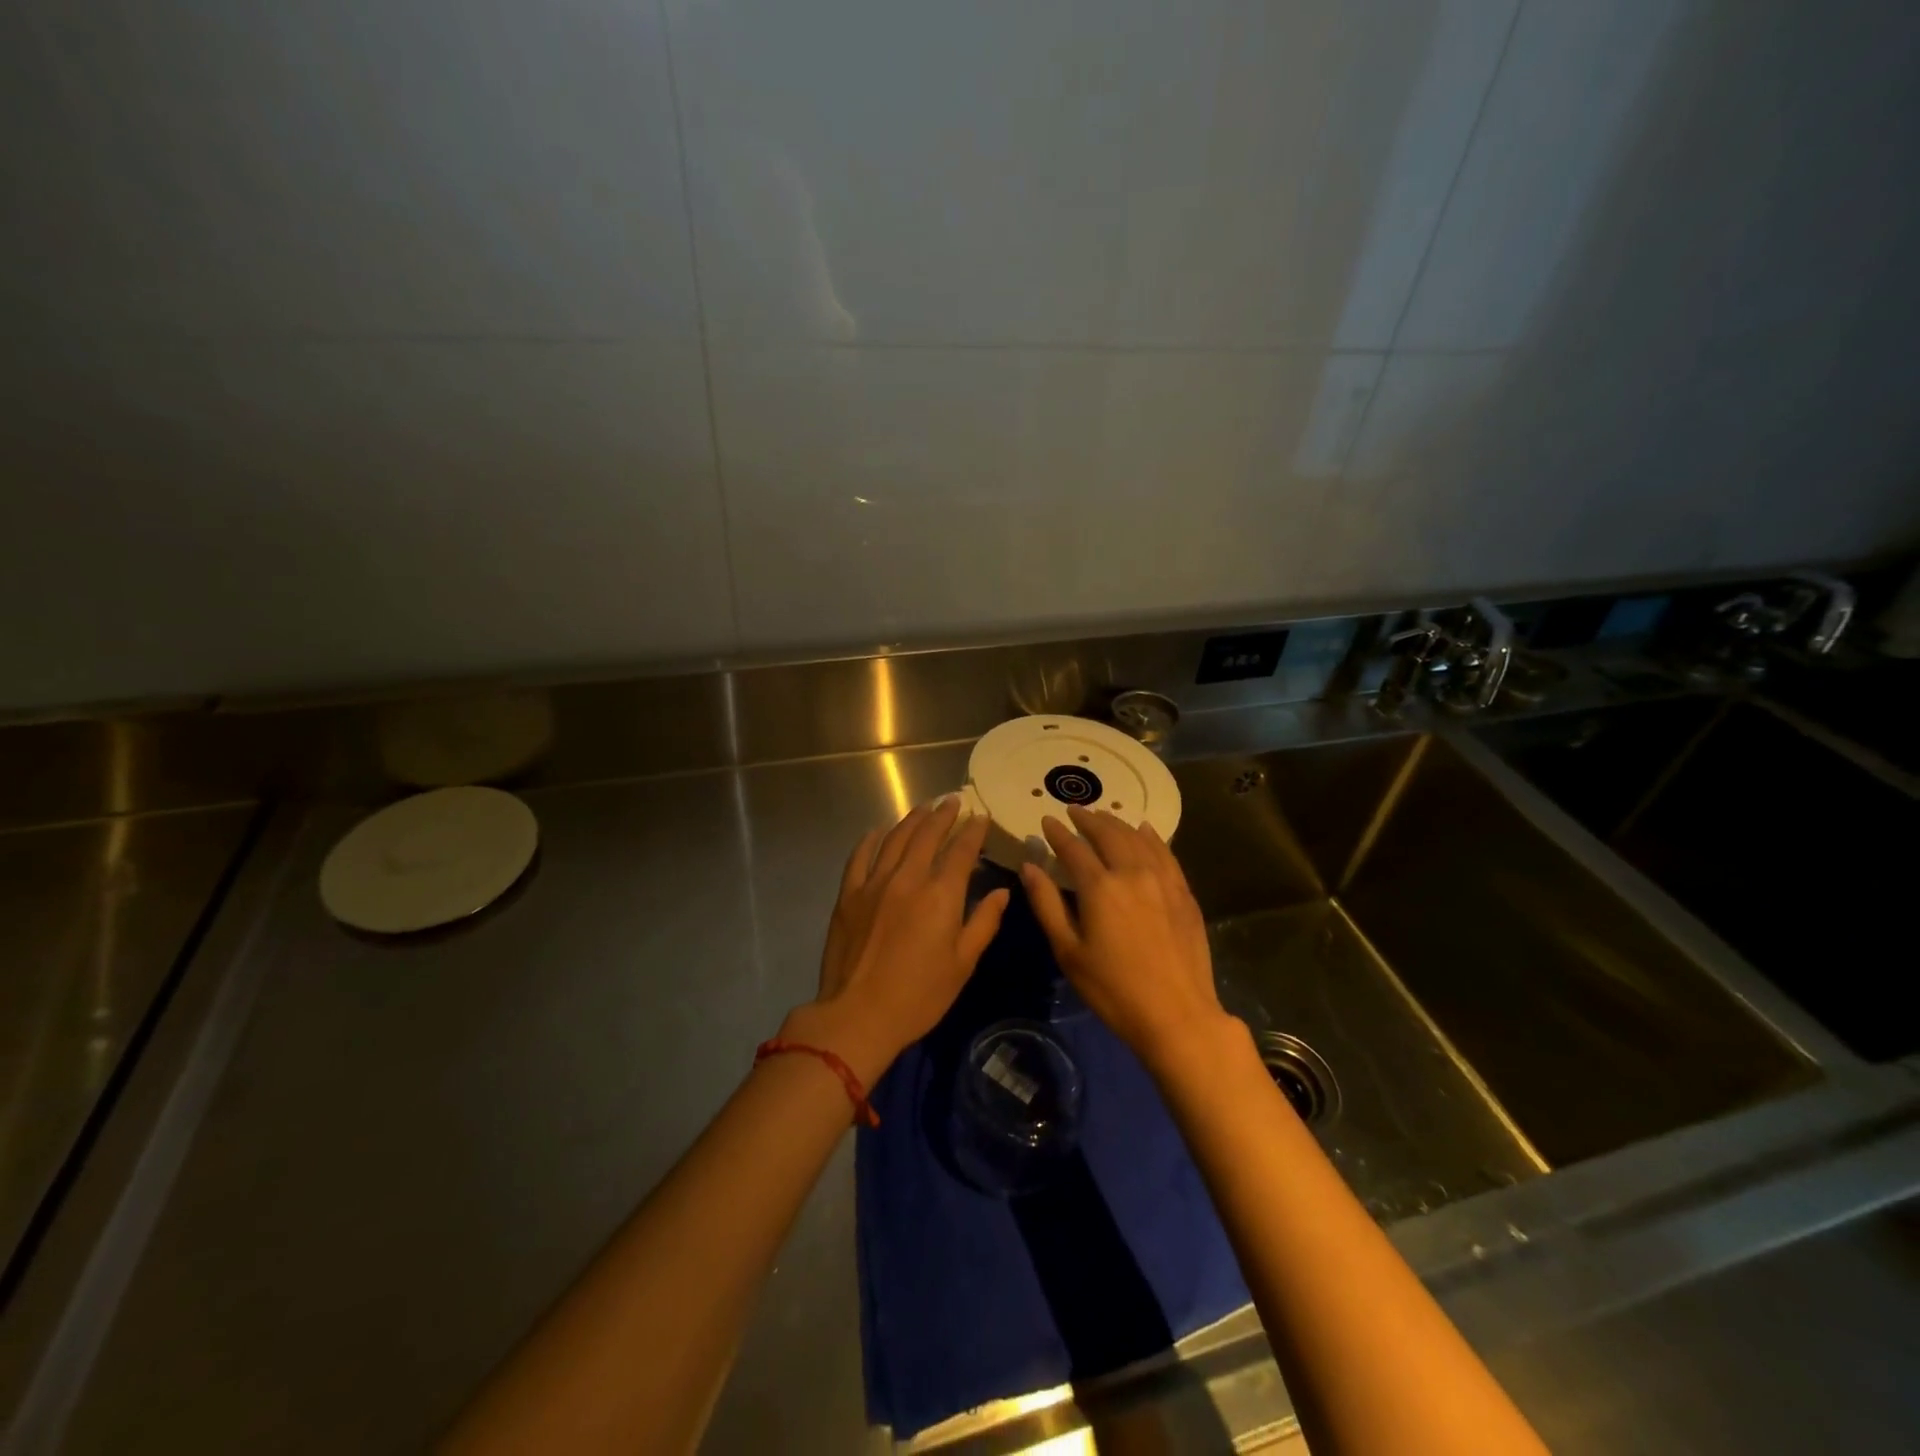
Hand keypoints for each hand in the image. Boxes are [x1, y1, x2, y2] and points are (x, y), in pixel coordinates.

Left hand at [785, 797, 1009, 1085]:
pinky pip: (860, 855)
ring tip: (925, 806)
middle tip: (953, 800)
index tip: (982, 816)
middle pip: (928, 835)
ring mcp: (874, 883)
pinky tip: (879, 830)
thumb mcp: (963, 964)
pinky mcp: (849, 894)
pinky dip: (872, 838)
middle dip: (944, 814)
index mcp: (940, 895)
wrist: (858, 1015)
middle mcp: (908, 878)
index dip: (974, 831)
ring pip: (896, 838)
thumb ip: (984, 922)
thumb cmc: (919, 996)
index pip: (961, 851)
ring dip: (913, 819)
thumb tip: (1002, 892)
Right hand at [1019, 806, 1230, 1075]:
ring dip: (1116, 823)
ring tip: (1103, 816)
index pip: (1073, 848)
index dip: (1057, 833)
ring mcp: (1163, 880)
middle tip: (1074, 810)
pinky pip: (1165, 853)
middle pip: (1108, 834)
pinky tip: (1145, 830)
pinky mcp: (1183, 893)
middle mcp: (1132, 873)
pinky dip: (1151, 837)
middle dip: (1088, 820)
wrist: (1177, 1015)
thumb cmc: (1113, 989)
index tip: (1046, 820)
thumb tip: (1029, 867)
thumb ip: (1047, 904)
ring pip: (1137, 839)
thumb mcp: (1069, 951)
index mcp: (1099, 887)